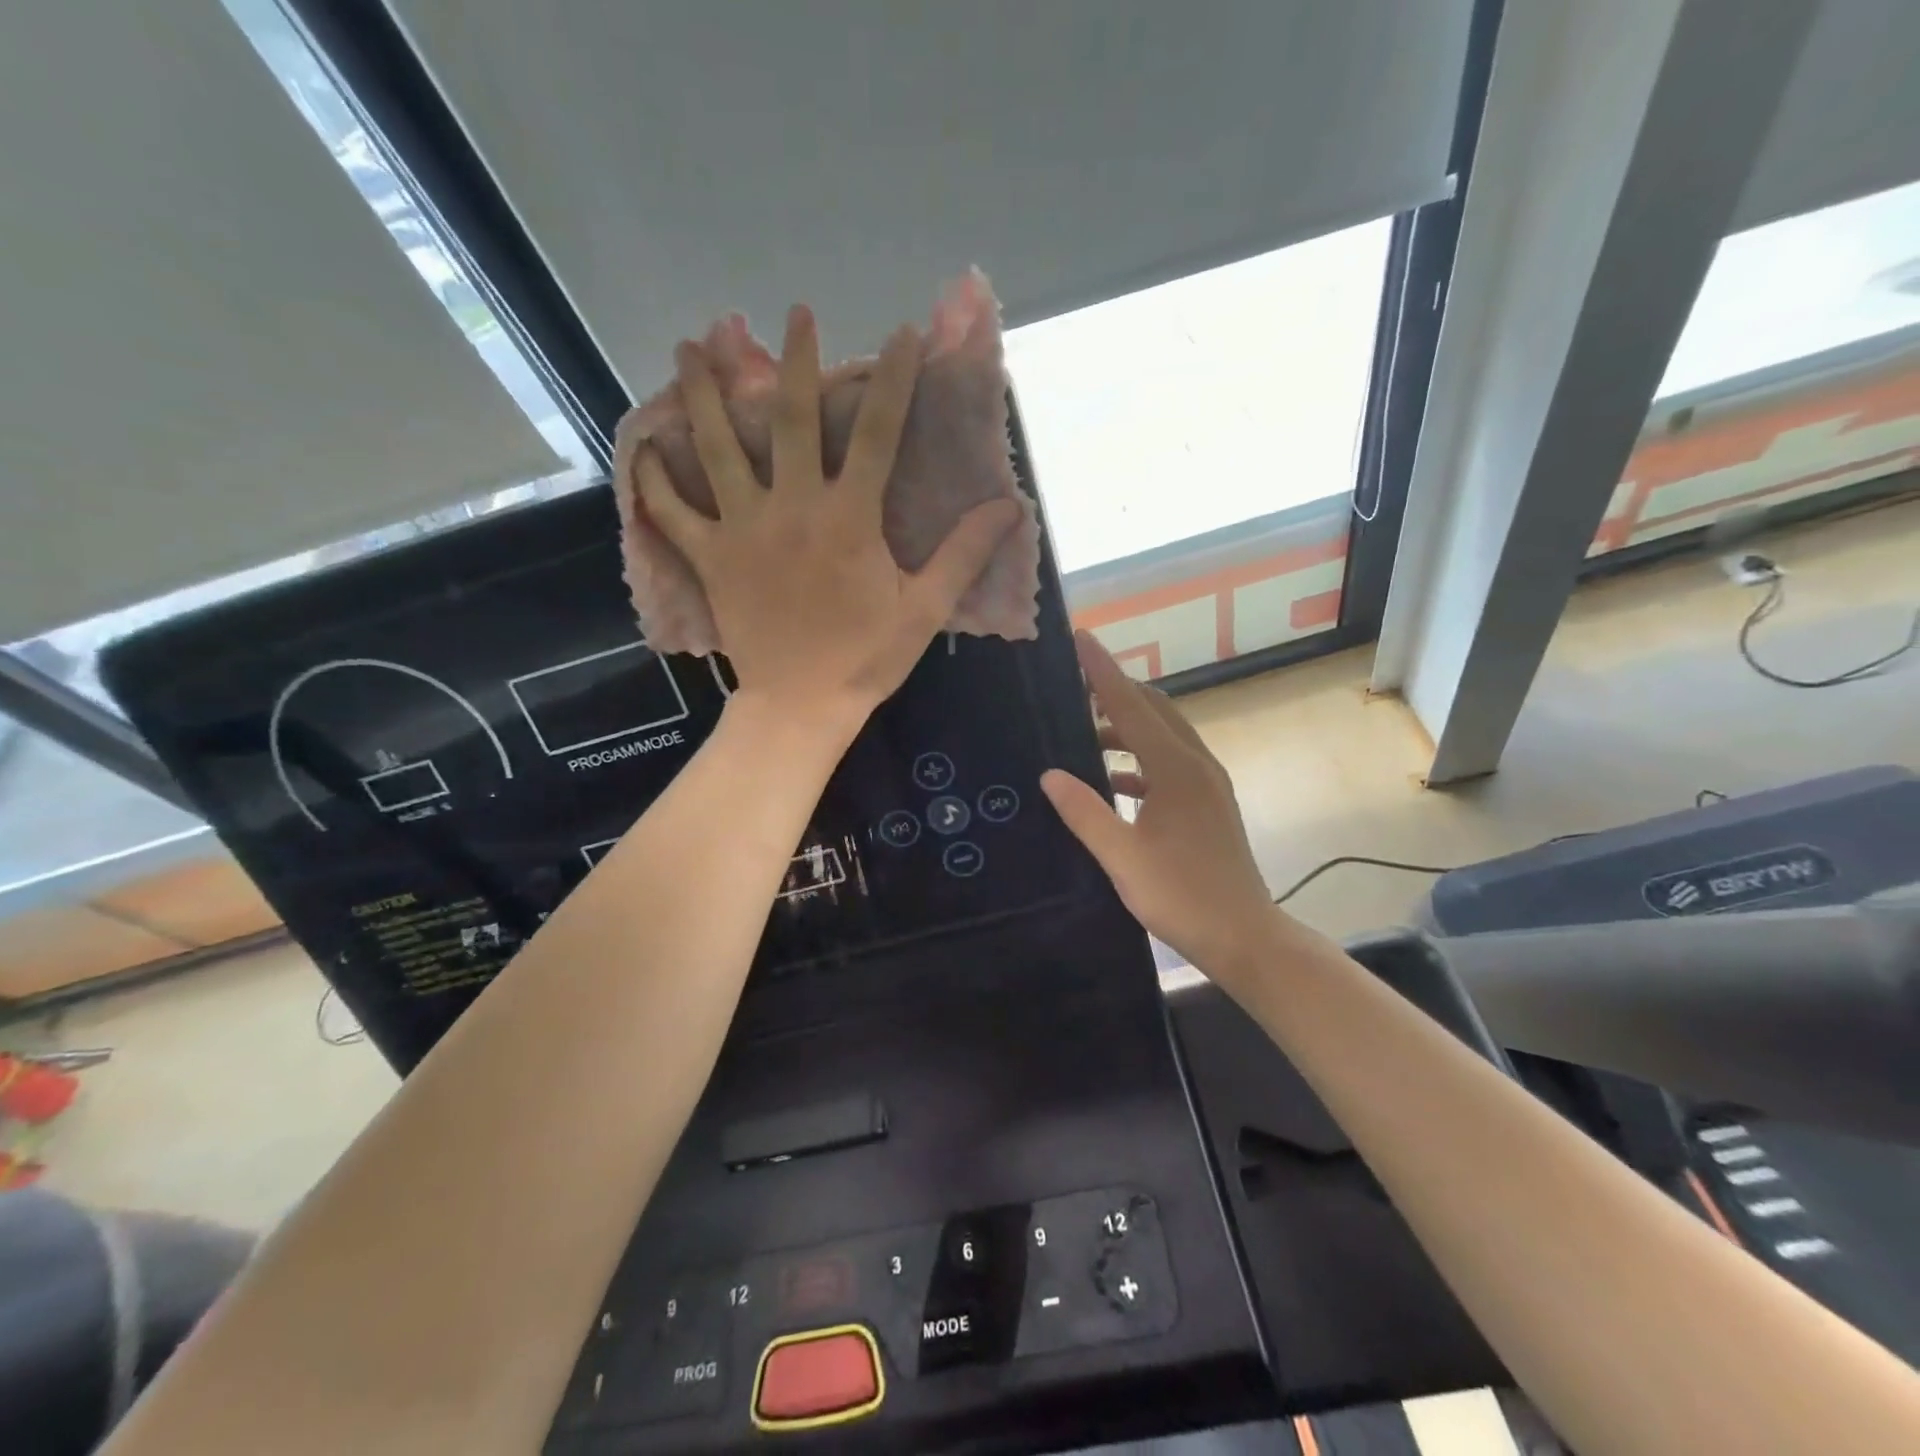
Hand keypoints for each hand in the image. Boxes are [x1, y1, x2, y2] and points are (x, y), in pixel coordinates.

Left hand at [634, 306, 1021, 734]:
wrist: (801, 705)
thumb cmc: (866, 658)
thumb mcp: (925, 608)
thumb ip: (962, 553)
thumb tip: (1009, 507)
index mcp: (849, 517)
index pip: (879, 433)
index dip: (894, 380)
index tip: (903, 334)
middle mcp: (792, 507)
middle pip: (790, 419)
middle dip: (796, 361)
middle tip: (795, 314)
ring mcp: (743, 529)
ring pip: (716, 448)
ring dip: (703, 393)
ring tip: (690, 345)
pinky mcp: (710, 558)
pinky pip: (673, 512)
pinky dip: (656, 480)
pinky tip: (644, 446)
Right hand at [1041, 632, 1284, 983]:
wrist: (1245, 936)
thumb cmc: (1181, 896)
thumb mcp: (1122, 857)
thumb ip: (1084, 812)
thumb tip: (1050, 773)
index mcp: (1176, 769)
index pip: (1131, 706)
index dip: (1102, 672)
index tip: (1081, 638)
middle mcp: (1196, 764)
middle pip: (1153, 709)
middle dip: (1115, 692)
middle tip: (1074, 686)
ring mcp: (1207, 783)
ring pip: (1163, 735)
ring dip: (1126, 728)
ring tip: (1085, 734)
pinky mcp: (1208, 802)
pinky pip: (1169, 762)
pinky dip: (1139, 760)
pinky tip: (1112, 782)